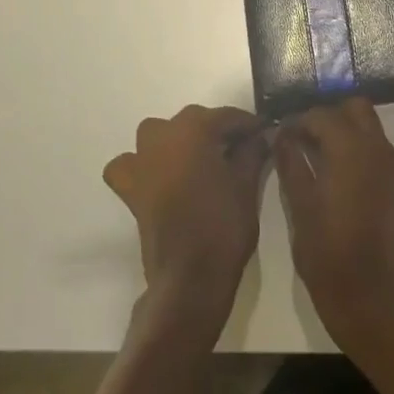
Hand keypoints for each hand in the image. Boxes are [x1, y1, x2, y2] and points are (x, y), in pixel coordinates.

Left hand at [104, 105, 269, 327]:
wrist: (189, 277)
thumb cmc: (223, 226)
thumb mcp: (247, 185)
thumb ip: (252, 152)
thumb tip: (259, 137)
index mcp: (193, 129)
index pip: (226, 116)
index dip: (248, 124)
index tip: (264, 132)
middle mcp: (162, 135)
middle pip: (194, 121)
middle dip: (217, 131)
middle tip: (241, 150)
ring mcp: (141, 160)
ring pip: (162, 135)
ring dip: (181, 141)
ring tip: (202, 161)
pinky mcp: (129, 186)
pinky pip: (131, 164)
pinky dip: (142, 164)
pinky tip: (158, 176)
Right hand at [276, 98, 393, 354]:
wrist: (373, 304)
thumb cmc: (327, 255)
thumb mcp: (299, 207)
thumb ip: (291, 163)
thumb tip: (282, 137)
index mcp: (351, 151)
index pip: (323, 115)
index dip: (299, 121)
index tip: (284, 136)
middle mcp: (381, 153)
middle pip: (358, 109)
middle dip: (332, 117)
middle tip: (309, 141)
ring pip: (376, 136)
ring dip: (351, 139)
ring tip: (328, 167)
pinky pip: (388, 165)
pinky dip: (368, 165)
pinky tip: (352, 194)